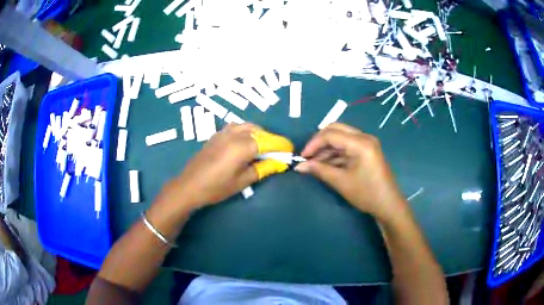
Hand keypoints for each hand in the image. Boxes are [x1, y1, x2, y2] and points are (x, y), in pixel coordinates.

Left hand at [162, 123, 293, 211]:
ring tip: (263, 147)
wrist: (189, 186)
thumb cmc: (216, 187)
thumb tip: (279, 163)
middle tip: (277, 152)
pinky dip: (247, 131)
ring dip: (259, 134)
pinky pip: (237, 127)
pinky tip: (245, 142)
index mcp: (244, 146)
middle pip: (260, 132)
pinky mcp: (216, 135)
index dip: (282, 145)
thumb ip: (263, 169)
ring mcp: (224, 132)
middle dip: (271, 140)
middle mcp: (235, 134)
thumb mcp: (243, 181)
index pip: (270, 141)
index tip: (290, 151)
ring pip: (248, 126)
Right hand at [295, 123, 404, 221]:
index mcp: (360, 143)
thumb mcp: (340, 181)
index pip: (331, 134)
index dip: (313, 144)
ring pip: (341, 137)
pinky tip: (326, 164)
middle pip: (336, 129)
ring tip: (314, 163)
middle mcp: (364, 137)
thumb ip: (319, 170)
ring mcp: (367, 143)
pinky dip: (335, 153)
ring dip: (327, 148)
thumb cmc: (366, 194)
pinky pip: (347, 145)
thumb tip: (299, 166)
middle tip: (308, 156)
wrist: (388, 204)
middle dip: (319, 142)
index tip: (302, 157)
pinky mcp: (367, 150)